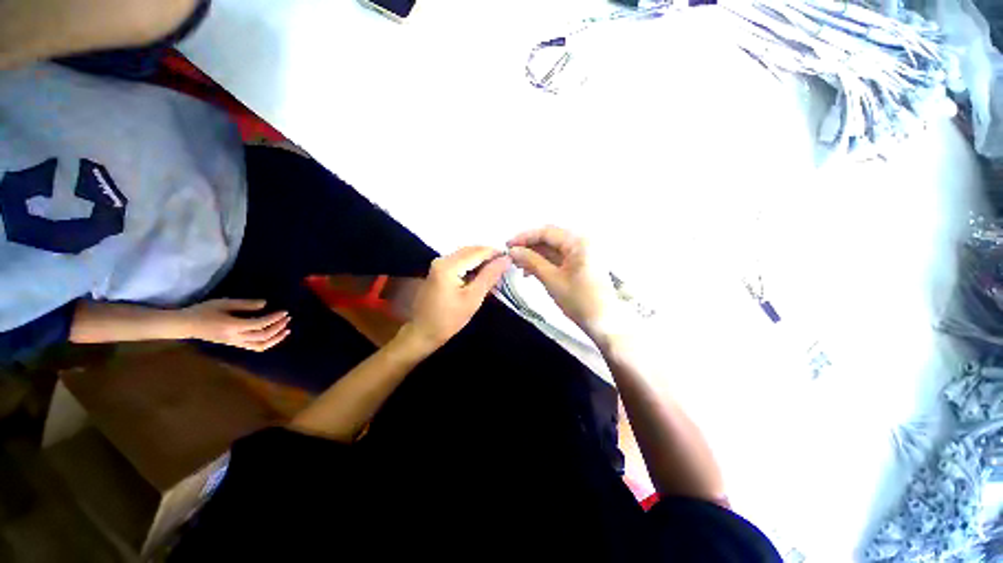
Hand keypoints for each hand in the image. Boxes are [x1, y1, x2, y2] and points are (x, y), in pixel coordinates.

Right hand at [179, 299, 290, 351]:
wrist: (186, 325)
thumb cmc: (204, 311)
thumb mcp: (224, 303)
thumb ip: (245, 304)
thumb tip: (265, 304)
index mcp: (233, 326)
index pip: (260, 324)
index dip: (274, 318)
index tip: (284, 312)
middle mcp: (235, 337)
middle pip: (263, 335)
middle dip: (278, 327)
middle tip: (288, 318)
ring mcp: (235, 343)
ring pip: (260, 345)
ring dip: (276, 338)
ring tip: (286, 329)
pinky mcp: (234, 345)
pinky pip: (254, 347)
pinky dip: (267, 343)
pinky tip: (274, 336)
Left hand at [404, 246, 511, 352]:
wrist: (422, 332)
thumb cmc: (449, 319)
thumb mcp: (473, 298)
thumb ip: (490, 276)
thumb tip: (506, 259)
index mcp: (449, 265)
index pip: (477, 252)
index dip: (495, 253)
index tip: (511, 259)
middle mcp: (442, 259)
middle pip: (471, 250)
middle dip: (489, 256)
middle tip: (505, 266)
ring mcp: (438, 264)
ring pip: (466, 255)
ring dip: (481, 261)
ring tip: (497, 271)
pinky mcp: (438, 270)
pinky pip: (460, 262)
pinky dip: (472, 266)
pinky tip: (482, 275)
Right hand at [507, 226, 619, 340]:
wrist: (604, 323)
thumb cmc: (579, 300)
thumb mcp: (551, 279)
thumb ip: (531, 261)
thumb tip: (513, 251)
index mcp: (578, 242)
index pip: (546, 232)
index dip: (524, 237)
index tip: (507, 246)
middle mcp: (582, 242)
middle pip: (550, 238)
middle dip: (529, 247)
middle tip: (511, 257)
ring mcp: (583, 253)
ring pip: (553, 249)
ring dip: (535, 256)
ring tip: (519, 267)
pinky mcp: (582, 263)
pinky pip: (559, 258)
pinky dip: (545, 263)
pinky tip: (532, 271)